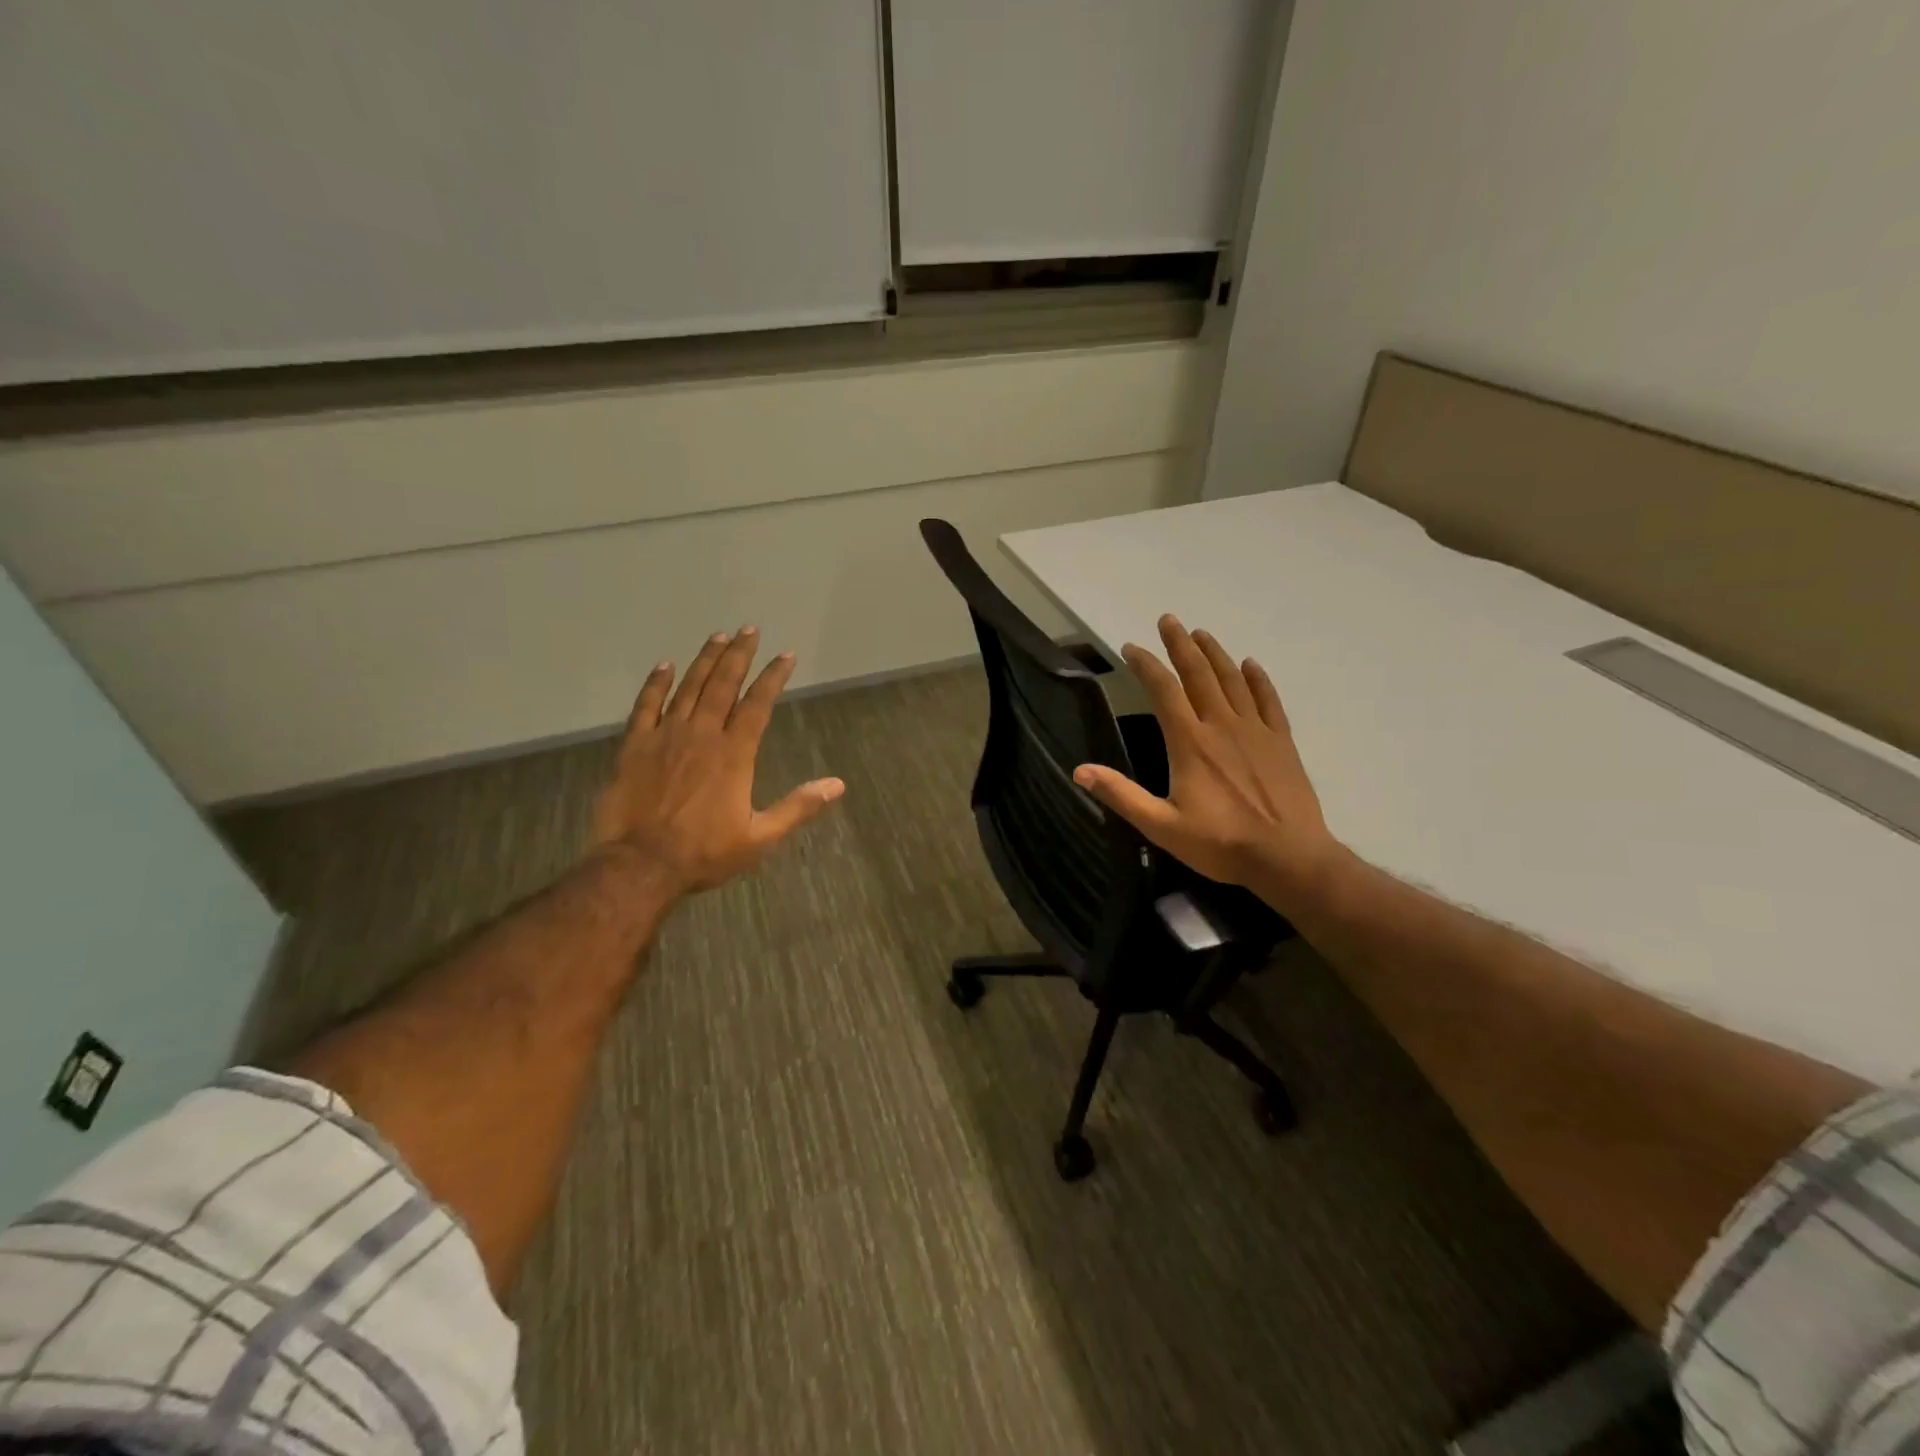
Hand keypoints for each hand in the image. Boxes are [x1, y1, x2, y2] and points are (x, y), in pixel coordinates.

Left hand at [591, 627, 843, 892]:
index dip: (773, 678)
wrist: (640, 865)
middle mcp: (702, 735)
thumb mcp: (761, 837)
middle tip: (749, 630)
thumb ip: (798, 807)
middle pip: (723, 685)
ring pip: (688, 688)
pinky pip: (646, 706)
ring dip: (705, 660)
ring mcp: (665, 737)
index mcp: (734, 754)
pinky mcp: (635, 746)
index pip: (758, 704)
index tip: (786, 656)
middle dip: (739, 655)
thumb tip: (837, 785)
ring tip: (718, 636)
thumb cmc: (705, 853)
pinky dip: (656, 684)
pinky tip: (666, 666)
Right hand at [1073, 615, 1341, 908]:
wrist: (1288, 857)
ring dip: (1215, 654)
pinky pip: (1268, 700)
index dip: (1146, 665)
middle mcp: (1221, 726)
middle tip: (1169, 620)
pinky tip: (1251, 665)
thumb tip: (1080, 771)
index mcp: (1190, 743)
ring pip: (1233, 680)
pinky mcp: (1281, 742)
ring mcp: (1255, 731)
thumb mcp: (1162, 826)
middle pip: (1199, 674)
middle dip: (1181, 645)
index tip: (1131, 647)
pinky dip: (1258, 679)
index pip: (1164, 691)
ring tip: (1201, 634)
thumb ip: (1121, 795)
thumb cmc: (1221, 843)